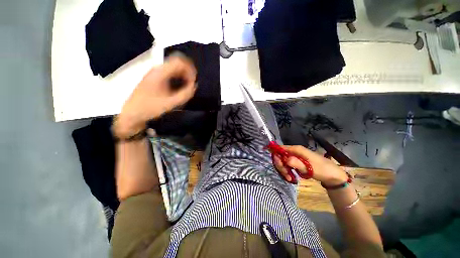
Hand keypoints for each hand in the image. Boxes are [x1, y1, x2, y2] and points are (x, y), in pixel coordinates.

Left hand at [113, 56, 196, 137]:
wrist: (132, 112)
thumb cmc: (150, 108)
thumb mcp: (170, 103)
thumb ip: (185, 94)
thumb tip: (194, 86)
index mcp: (160, 73)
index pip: (179, 62)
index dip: (190, 70)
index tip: (194, 82)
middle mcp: (157, 69)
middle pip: (177, 62)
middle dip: (188, 71)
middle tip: (192, 84)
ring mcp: (154, 72)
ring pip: (173, 66)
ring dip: (183, 74)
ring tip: (188, 85)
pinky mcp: (154, 77)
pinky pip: (170, 71)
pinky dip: (178, 76)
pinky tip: (180, 85)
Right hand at [273, 145, 348, 185]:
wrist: (333, 176)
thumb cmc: (322, 170)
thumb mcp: (309, 167)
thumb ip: (295, 162)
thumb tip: (284, 159)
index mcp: (296, 149)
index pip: (280, 148)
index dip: (277, 155)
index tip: (280, 166)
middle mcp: (294, 151)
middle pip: (280, 156)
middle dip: (281, 165)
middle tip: (286, 174)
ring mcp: (295, 157)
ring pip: (283, 161)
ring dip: (284, 170)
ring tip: (289, 178)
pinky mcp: (297, 162)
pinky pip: (288, 165)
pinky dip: (287, 171)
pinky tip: (291, 177)